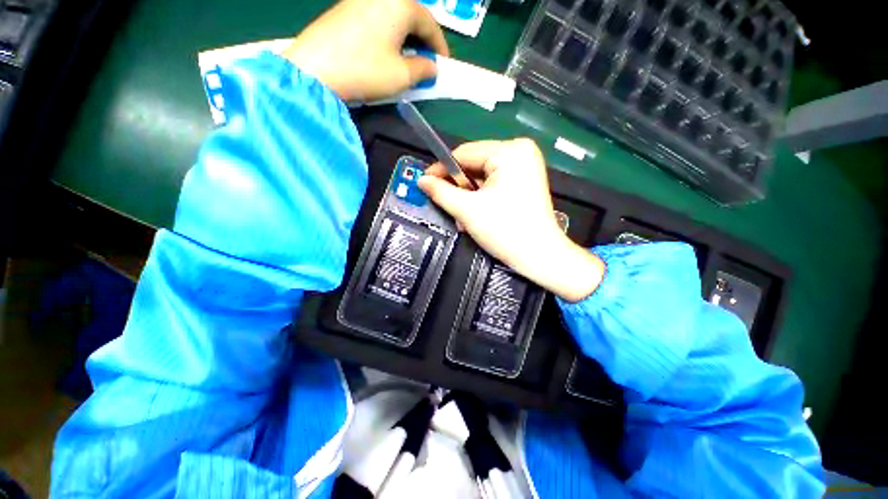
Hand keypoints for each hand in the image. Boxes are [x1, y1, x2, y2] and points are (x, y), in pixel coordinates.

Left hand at [282, 0, 448, 101]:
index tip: (443, 64)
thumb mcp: (402, 76)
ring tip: (408, 59)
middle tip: (427, 62)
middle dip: (423, 40)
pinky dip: (388, 35)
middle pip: (411, 15)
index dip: (439, 45)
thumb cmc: (366, 70)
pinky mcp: (344, 9)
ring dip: (405, 38)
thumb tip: (431, 67)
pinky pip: (376, 18)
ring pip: (393, 16)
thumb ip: (423, 69)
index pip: (429, 22)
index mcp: (399, 4)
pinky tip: (386, 52)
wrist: (315, 70)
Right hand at [418, 139, 605, 301]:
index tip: (424, 182)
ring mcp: (525, 166)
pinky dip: (481, 198)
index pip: (464, 153)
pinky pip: (494, 183)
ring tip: (462, 217)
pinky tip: (476, 214)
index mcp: (509, 151)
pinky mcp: (525, 181)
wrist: (540, 256)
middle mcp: (520, 151)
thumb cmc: (505, 230)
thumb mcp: (467, 210)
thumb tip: (422, 180)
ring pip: (483, 176)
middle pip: (474, 165)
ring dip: (469, 196)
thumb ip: (441, 192)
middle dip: (458, 187)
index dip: (441, 169)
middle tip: (445, 205)